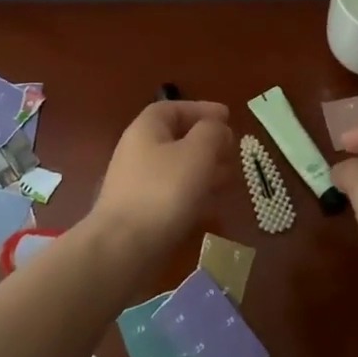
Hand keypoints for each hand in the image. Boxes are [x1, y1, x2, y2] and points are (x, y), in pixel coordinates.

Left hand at [90, 100, 232, 253]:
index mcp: (146, 129)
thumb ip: (212, 132)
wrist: (123, 248)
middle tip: (233, 151)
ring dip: (204, 169)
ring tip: (230, 178)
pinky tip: (212, 205)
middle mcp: (138, 151)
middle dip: (208, 142)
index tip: (229, 118)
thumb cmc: (164, 191)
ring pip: (177, 168)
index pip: (174, 108)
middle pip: (176, 138)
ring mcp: (138, 184)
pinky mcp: (142, 213)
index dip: (202, 109)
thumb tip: (217, 128)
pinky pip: (173, 193)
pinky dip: (194, 193)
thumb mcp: (197, 152)